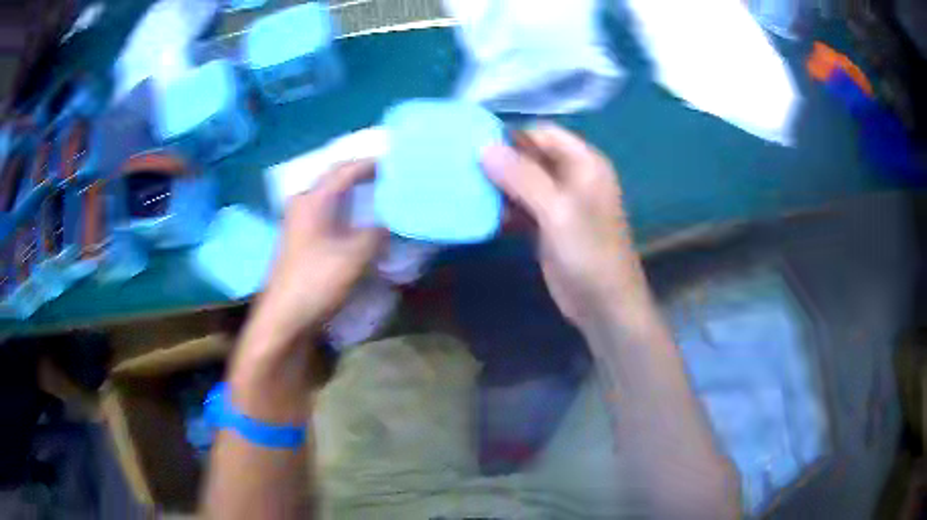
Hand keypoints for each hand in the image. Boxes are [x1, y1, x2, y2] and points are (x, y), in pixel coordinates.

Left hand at [254, 160, 384, 342]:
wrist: (284, 319)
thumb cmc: (316, 281)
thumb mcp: (354, 255)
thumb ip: (377, 233)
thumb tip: (390, 223)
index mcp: (313, 200)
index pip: (345, 170)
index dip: (371, 164)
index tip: (395, 163)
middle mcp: (302, 205)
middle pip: (334, 180)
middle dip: (360, 175)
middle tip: (388, 177)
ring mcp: (298, 224)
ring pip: (330, 199)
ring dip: (353, 195)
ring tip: (378, 196)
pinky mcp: (300, 242)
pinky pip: (327, 216)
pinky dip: (345, 213)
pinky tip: (359, 223)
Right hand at [483, 124, 643, 326]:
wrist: (603, 304)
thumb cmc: (589, 252)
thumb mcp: (557, 211)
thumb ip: (522, 176)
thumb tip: (484, 147)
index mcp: (585, 164)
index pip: (544, 134)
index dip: (513, 136)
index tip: (476, 145)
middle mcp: (572, 177)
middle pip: (532, 156)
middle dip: (501, 160)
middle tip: (464, 166)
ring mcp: (559, 202)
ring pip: (523, 181)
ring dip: (499, 185)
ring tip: (465, 186)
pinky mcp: (548, 225)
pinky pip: (522, 206)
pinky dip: (504, 208)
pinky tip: (481, 212)